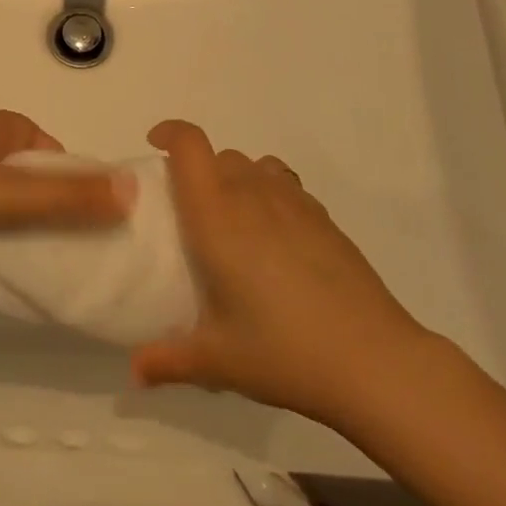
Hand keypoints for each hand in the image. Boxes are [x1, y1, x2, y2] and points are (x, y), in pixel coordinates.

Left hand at [0, 110, 133, 269]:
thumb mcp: (6, 194)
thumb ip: (68, 197)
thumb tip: (133, 191)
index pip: (53, 151)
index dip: (76, 184)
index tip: (92, 225)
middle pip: (29, 179)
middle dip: (49, 212)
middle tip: (71, 252)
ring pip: (1, 205)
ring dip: (18, 232)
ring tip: (39, 267)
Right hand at [131, 120, 428, 429]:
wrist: (373, 360)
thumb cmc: (283, 351)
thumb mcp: (217, 360)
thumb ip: (168, 360)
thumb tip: (133, 373)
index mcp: (217, 215)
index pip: (190, 146)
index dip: (170, 132)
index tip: (155, 144)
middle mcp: (252, 195)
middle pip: (219, 155)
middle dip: (198, 170)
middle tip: (190, 212)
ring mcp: (293, 202)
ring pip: (254, 166)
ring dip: (235, 179)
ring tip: (233, 222)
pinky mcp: (323, 218)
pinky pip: (284, 185)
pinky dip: (269, 194)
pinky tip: (274, 239)